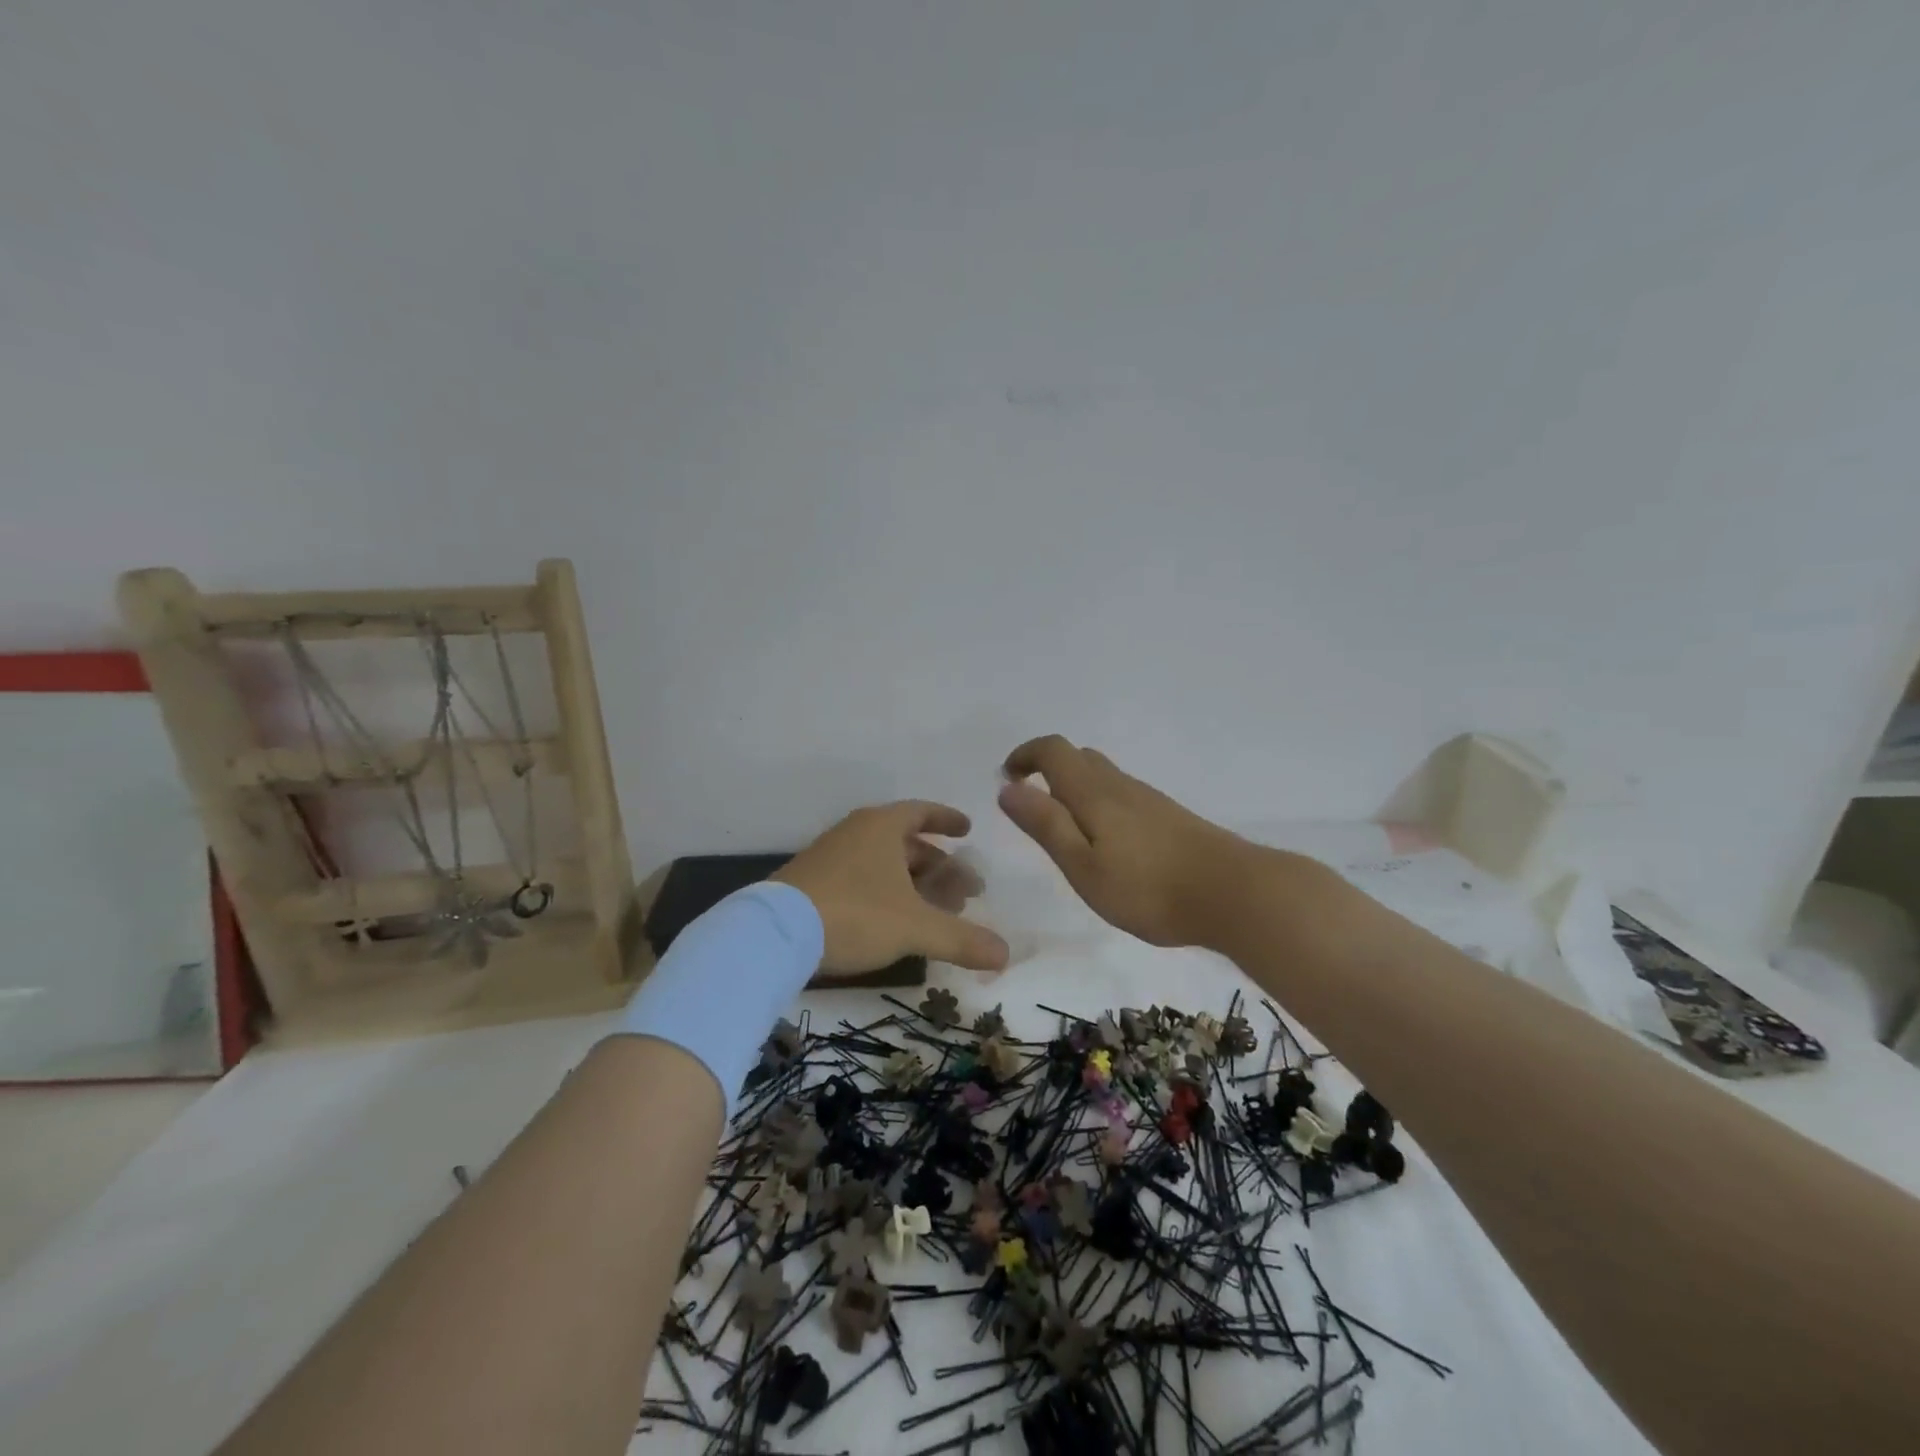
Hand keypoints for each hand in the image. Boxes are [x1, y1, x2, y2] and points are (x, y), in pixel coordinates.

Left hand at [771, 801, 1010, 975]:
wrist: (773, 936)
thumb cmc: (854, 915)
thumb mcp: (915, 927)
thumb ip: (961, 939)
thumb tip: (1006, 954)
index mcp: (881, 827)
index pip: (922, 812)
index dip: (947, 820)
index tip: (967, 831)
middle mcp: (856, 833)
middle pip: (906, 843)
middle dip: (938, 866)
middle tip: (965, 892)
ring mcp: (830, 857)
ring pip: (883, 863)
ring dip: (914, 883)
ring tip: (936, 911)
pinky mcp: (813, 883)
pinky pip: (861, 878)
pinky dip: (886, 893)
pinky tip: (894, 922)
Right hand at [999, 735, 1255, 947]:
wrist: (1234, 893)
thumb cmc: (1149, 887)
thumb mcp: (1084, 866)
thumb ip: (1046, 825)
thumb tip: (1007, 787)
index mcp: (1094, 793)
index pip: (1054, 751)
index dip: (1026, 755)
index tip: (1007, 777)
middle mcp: (1120, 786)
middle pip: (1079, 758)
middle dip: (1048, 769)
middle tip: (1031, 803)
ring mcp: (1149, 800)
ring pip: (1103, 776)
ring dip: (1074, 787)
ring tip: (1064, 828)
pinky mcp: (1169, 817)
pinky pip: (1122, 795)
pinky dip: (1100, 803)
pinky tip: (1107, 842)